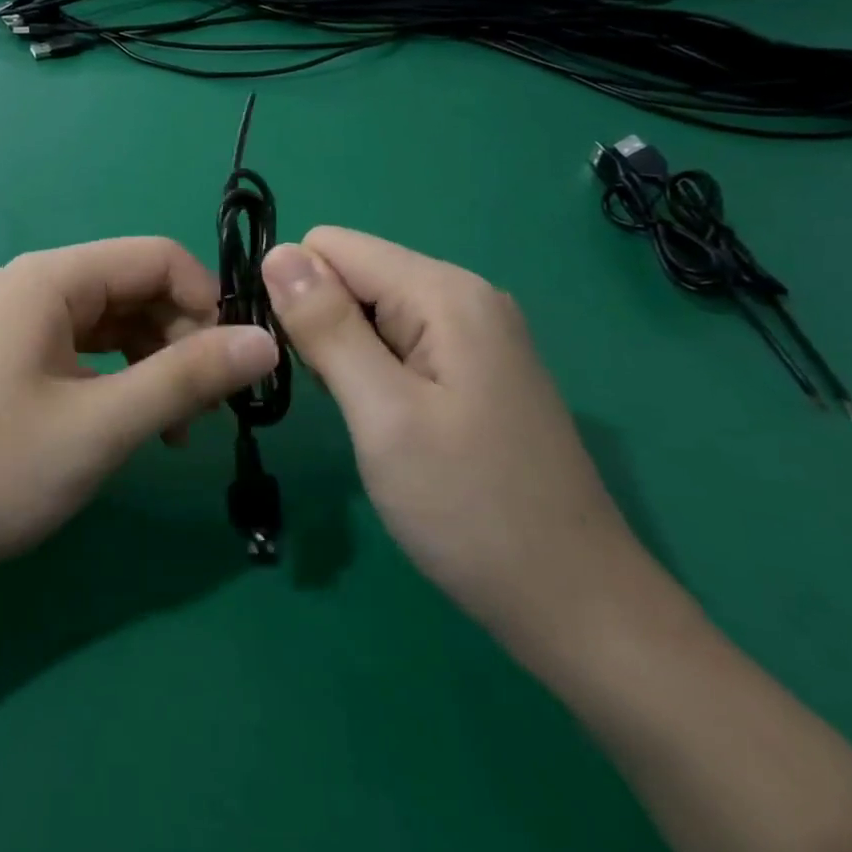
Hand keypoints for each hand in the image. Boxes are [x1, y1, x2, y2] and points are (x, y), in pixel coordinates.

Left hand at [0, 238, 278, 581]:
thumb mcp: (101, 425)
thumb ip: (187, 378)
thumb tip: (266, 341)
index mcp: (50, 278)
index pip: (157, 257)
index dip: (208, 302)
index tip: (235, 367)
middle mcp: (31, 285)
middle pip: (134, 287)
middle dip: (183, 339)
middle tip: (208, 411)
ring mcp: (14, 322)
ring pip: (110, 323)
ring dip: (154, 365)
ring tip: (176, 430)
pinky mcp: (6, 359)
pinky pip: (81, 351)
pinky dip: (118, 380)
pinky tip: (130, 425)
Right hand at [262, 227, 643, 651]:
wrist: (574, 604)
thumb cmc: (469, 507)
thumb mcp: (382, 413)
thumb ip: (326, 326)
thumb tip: (276, 251)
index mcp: (444, 292)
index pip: (332, 246)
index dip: (295, 292)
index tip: (291, 359)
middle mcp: (464, 297)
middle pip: (352, 275)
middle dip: (318, 324)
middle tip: (331, 399)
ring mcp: (475, 335)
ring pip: (370, 311)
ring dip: (341, 352)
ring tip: (357, 415)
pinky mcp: (475, 370)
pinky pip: (398, 342)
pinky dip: (370, 371)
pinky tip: (383, 421)